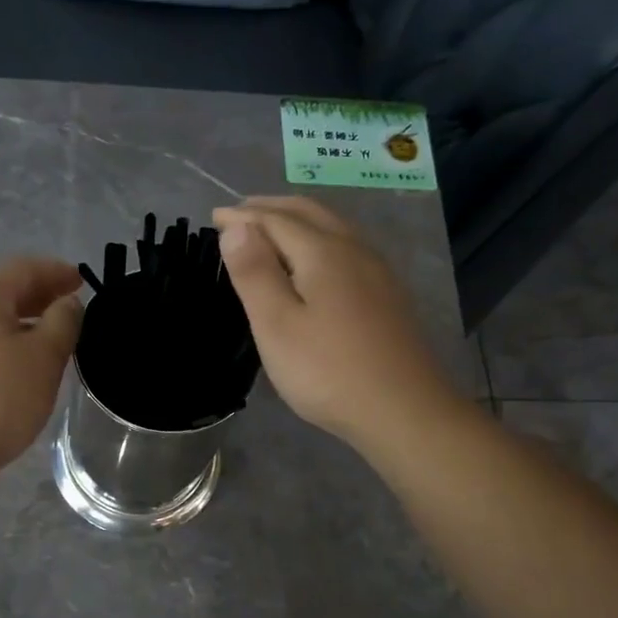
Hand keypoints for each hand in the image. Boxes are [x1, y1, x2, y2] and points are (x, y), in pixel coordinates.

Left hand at [0, 257, 82, 475]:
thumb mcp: (43, 358)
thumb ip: (62, 323)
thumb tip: (66, 304)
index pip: (22, 269)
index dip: (55, 271)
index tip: (82, 281)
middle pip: (4, 294)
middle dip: (40, 297)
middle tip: (72, 310)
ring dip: (25, 325)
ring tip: (53, 343)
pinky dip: (9, 348)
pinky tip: (23, 372)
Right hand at [215, 197, 460, 452]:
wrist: (402, 409)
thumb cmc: (327, 371)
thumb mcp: (277, 326)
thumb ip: (255, 273)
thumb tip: (237, 227)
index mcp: (322, 252)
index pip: (275, 220)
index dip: (242, 216)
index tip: (214, 216)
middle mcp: (353, 249)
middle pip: (308, 213)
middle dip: (271, 208)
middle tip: (240, 214)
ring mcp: (376, 271)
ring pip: (332, 227)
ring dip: (297, 220)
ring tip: (272, 230)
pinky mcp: (387, 294)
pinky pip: (346, 247)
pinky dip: (318, 239)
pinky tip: (315, 262)